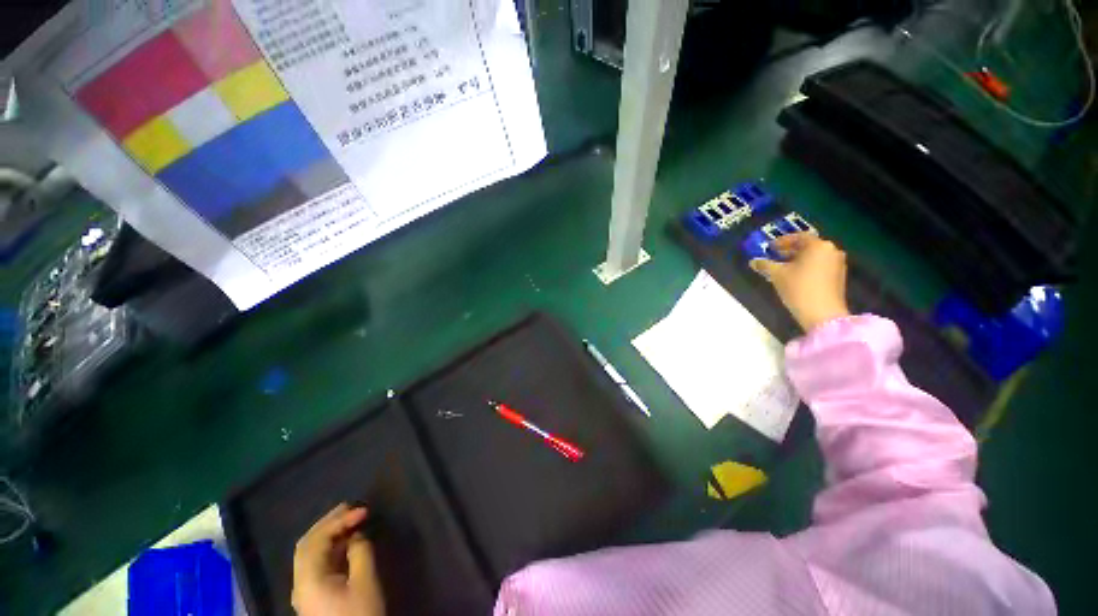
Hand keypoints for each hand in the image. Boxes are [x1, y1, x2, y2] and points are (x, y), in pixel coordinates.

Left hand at [292, 503, 384, 615]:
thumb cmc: (359, 615)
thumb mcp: (365, 582)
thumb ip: (360, 552)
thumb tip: (357, 534)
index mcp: (308, 579)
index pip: (316, 540)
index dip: (339, 520)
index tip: (363, 510)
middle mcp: (300, 582)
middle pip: (307, 545)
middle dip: (328, 522)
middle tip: (351, 507)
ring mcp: (304, 590)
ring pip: (310, 554)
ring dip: (329, 533)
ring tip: (350, 519)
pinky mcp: (313, 596)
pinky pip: (316, 563)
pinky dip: (330, 546)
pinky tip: (346, 541)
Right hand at [750, 232, 849, 332]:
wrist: (822, 314)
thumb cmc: (798, 288)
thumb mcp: (777, 275)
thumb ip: (764, 265)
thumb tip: (753, 261)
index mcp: (818, 246)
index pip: (798, 237)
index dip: (782, 241)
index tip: (769, 248)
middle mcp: (831, 250)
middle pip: (807, 246)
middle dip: (789, 251)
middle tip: (773, 257)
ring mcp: (837, 263)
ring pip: (813, 256)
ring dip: (797, 259)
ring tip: (781, 268)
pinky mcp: (838, 276)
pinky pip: (819, 265)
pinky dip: (806, 267)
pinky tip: (794, 276)